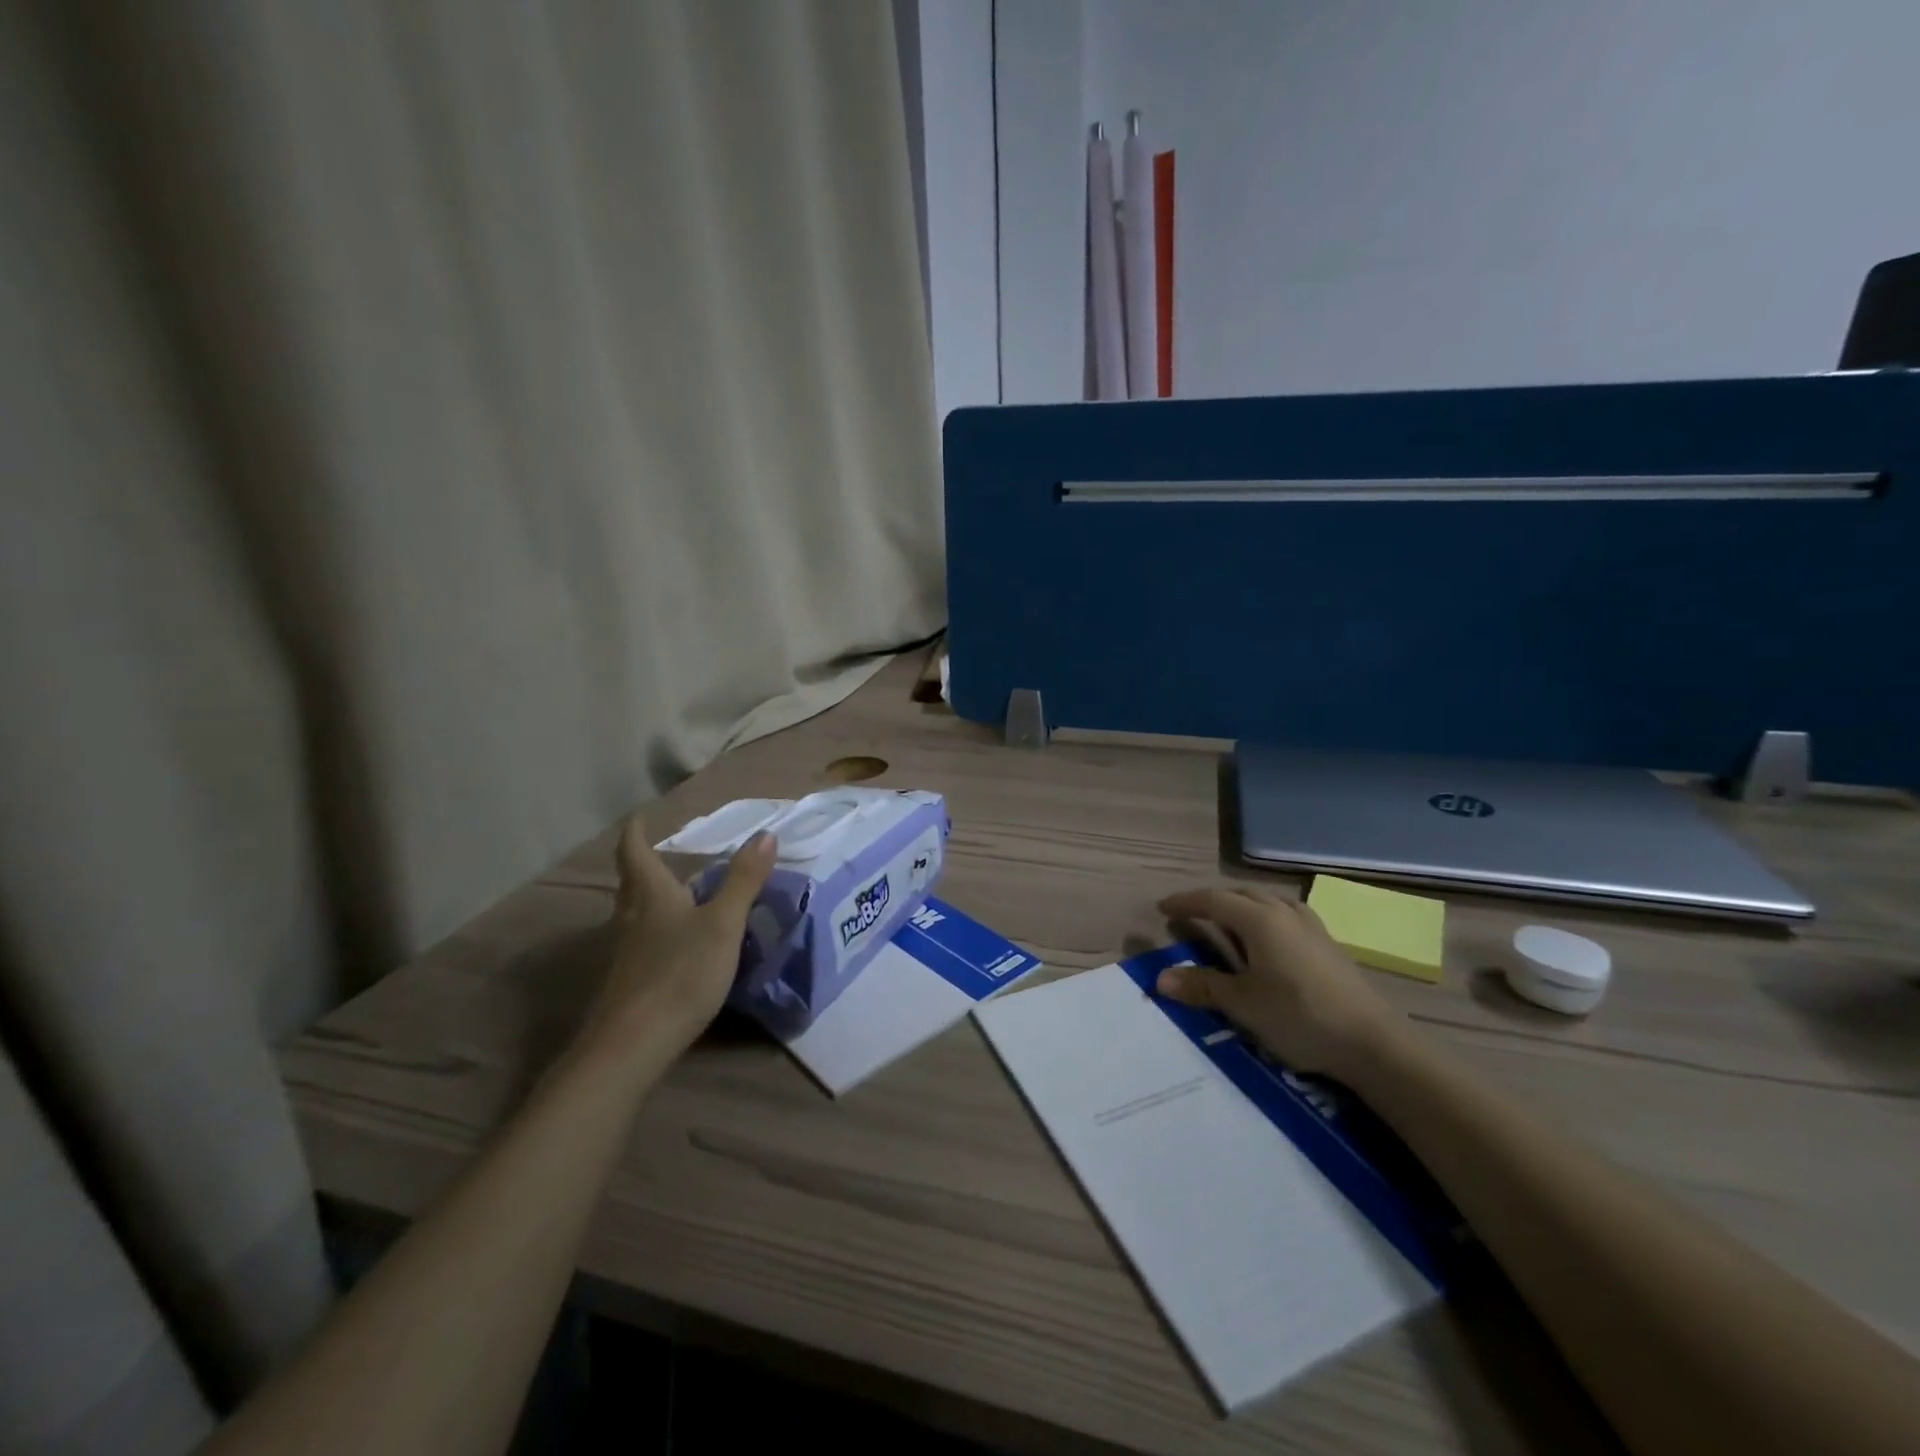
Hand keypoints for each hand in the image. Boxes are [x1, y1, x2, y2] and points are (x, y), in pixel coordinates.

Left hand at [579, 818, 776, 1060]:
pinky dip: (657, 929)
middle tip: (659, 852)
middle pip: (631, 883)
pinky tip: (676, 943)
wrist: (632, 1046)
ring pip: (635, 913)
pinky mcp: (630, 982)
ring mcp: (627, 953)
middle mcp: (633, 918)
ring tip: (675, 893)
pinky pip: (643, 941)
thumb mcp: (723, 924)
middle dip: (642, 864)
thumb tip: (765, 835)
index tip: (639, 817)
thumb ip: (744, 881)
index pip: (634, 853)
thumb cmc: (680, 974)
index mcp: (652, 896)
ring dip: (650, 897)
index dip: (636, 833)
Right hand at [1154, 886, 1403, 1080]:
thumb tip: (1160, 978)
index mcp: (1259, 920)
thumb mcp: (1242, 1004)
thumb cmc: (1299, 1017)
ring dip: (1243, 905)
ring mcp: (1311, 927)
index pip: (1213, 900)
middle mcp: (1284, 913)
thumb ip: (1202, 986)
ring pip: (1269, 901)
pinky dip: (1267, 917)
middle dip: (1213, 901)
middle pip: (1242, 894)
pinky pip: (1288, 915)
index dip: (1186, 902)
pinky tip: (1271, 940)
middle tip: (1193, 915)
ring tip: (1229, 922)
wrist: (1373, 1043)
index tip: (1163, 908)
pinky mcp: (1329, 945)